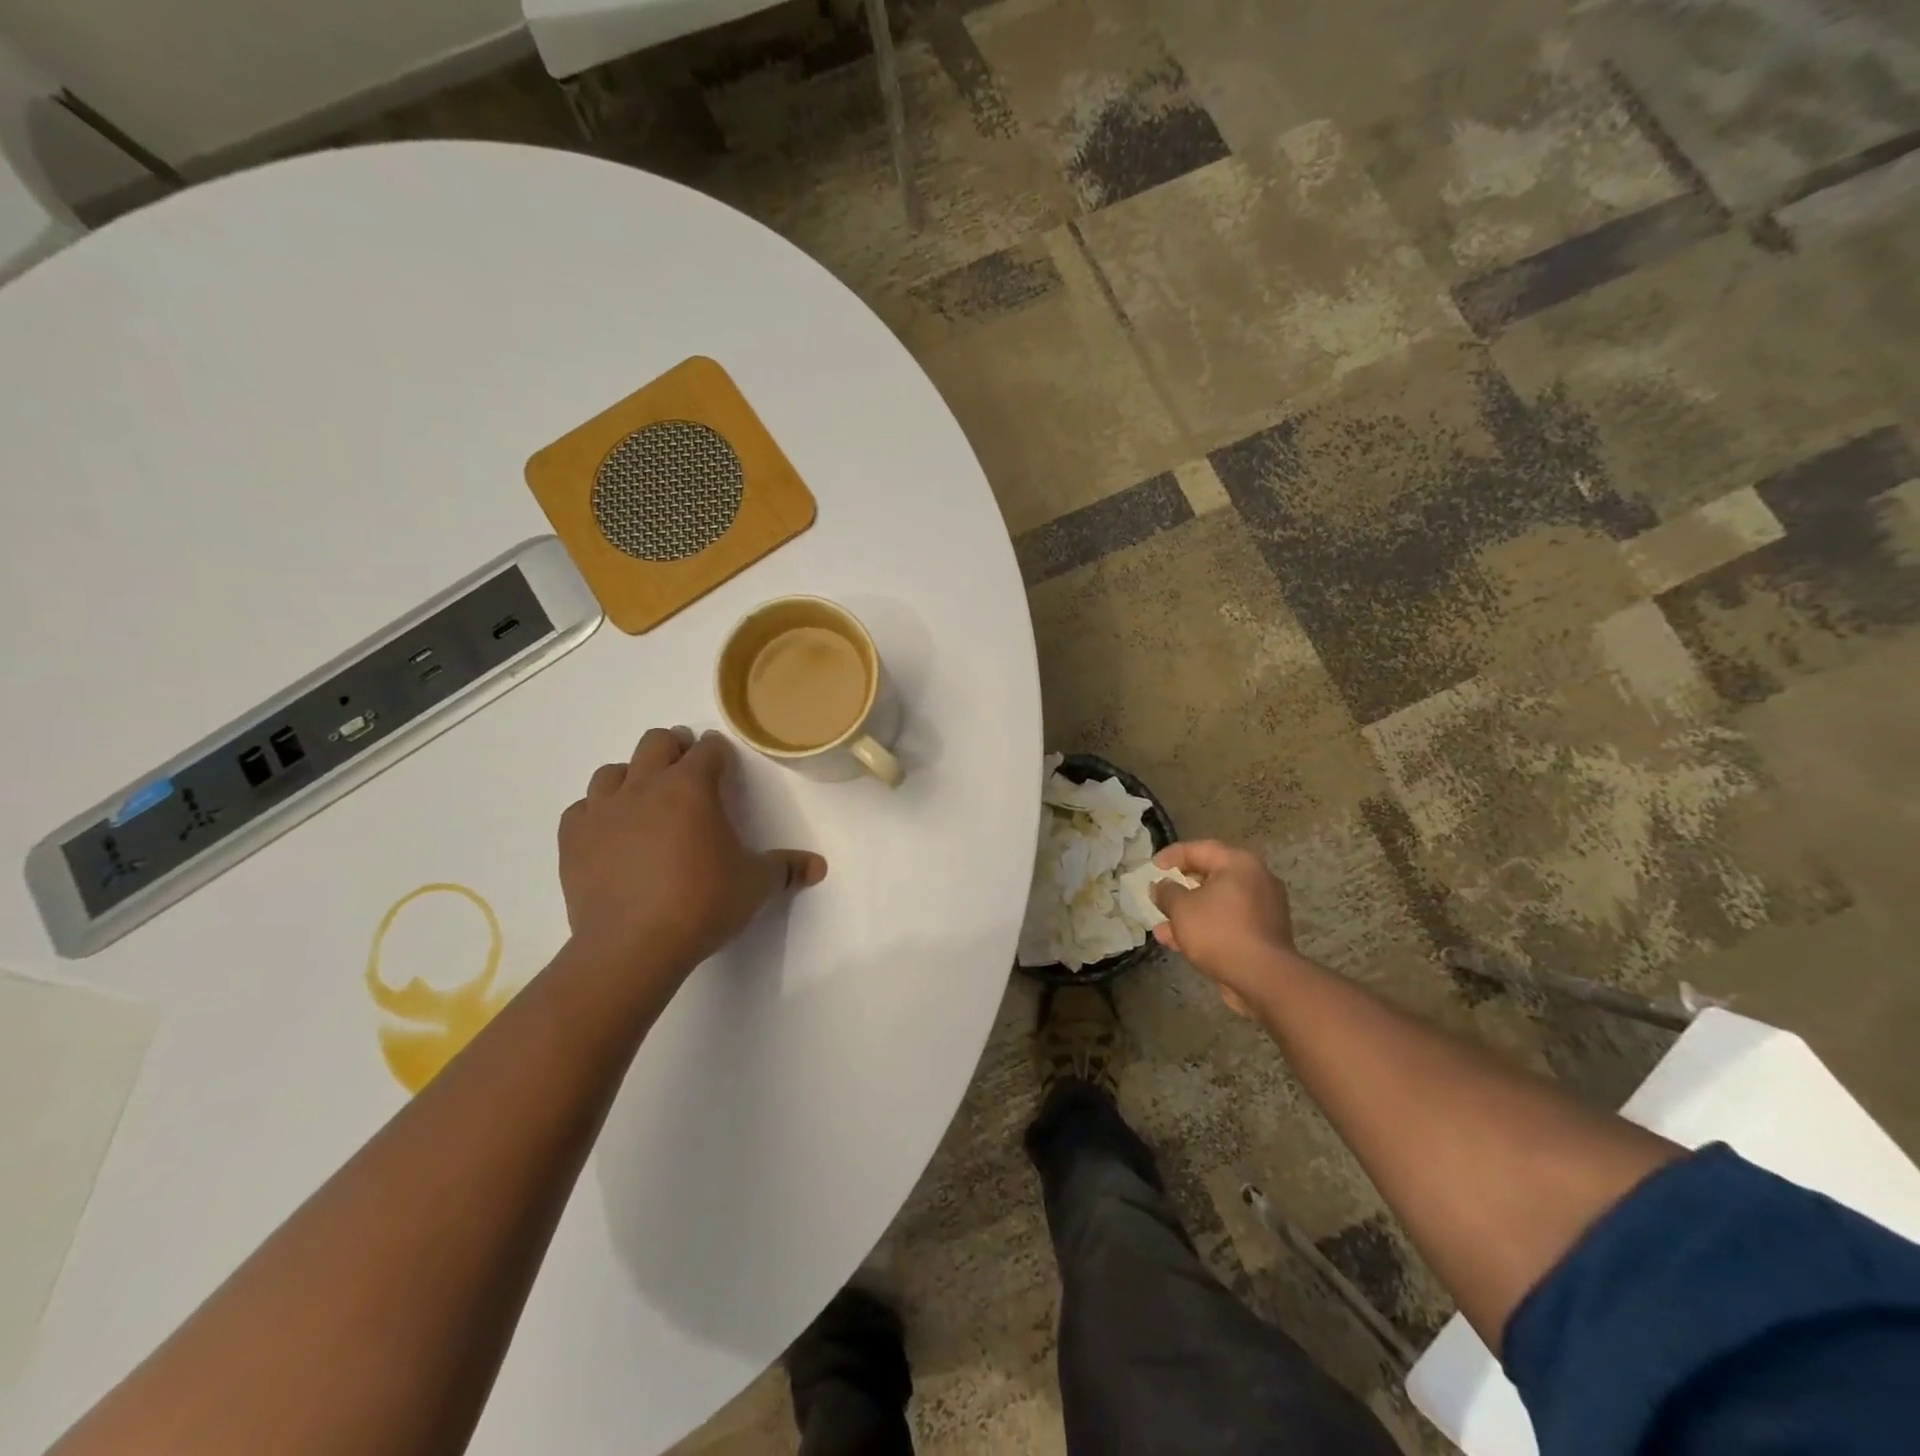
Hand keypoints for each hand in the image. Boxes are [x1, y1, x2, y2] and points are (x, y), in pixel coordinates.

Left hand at [557, 727, 825, 988]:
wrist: (632, 947)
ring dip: (633, 777)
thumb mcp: (755, 885)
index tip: (724, 765)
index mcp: (692, 787)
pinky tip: (610, 833)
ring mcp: (603, 810)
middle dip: (675, 748)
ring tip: (646, 801)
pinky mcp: (573, 839)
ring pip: (613, 770)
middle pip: (657, 742)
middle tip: (687, 771)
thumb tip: (818, 867)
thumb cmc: (702, 905)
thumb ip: (786, 869)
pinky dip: (597, 812)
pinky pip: (582, 809)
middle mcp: (645, 786)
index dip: (719, 753)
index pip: (708, 749)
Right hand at [1151, 840, 1299, 1016]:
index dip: (1172, 855)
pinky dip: (1206, 927)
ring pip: (1218, 902)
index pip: (1200, 848)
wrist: (1263, 978)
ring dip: (1189, 912)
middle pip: (1211, 875)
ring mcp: (1263, 908)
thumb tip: (1160, 886)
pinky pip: (1228, 922)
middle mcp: (1256, 879)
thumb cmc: (1219, 931)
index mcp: (1239, 864)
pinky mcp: (1263, 933)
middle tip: (1161, 891)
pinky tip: (1179, 942)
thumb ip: (1167, 893)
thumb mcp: (1182, 908)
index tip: (1152, 867)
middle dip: (1181, 886)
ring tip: (1161, 925)